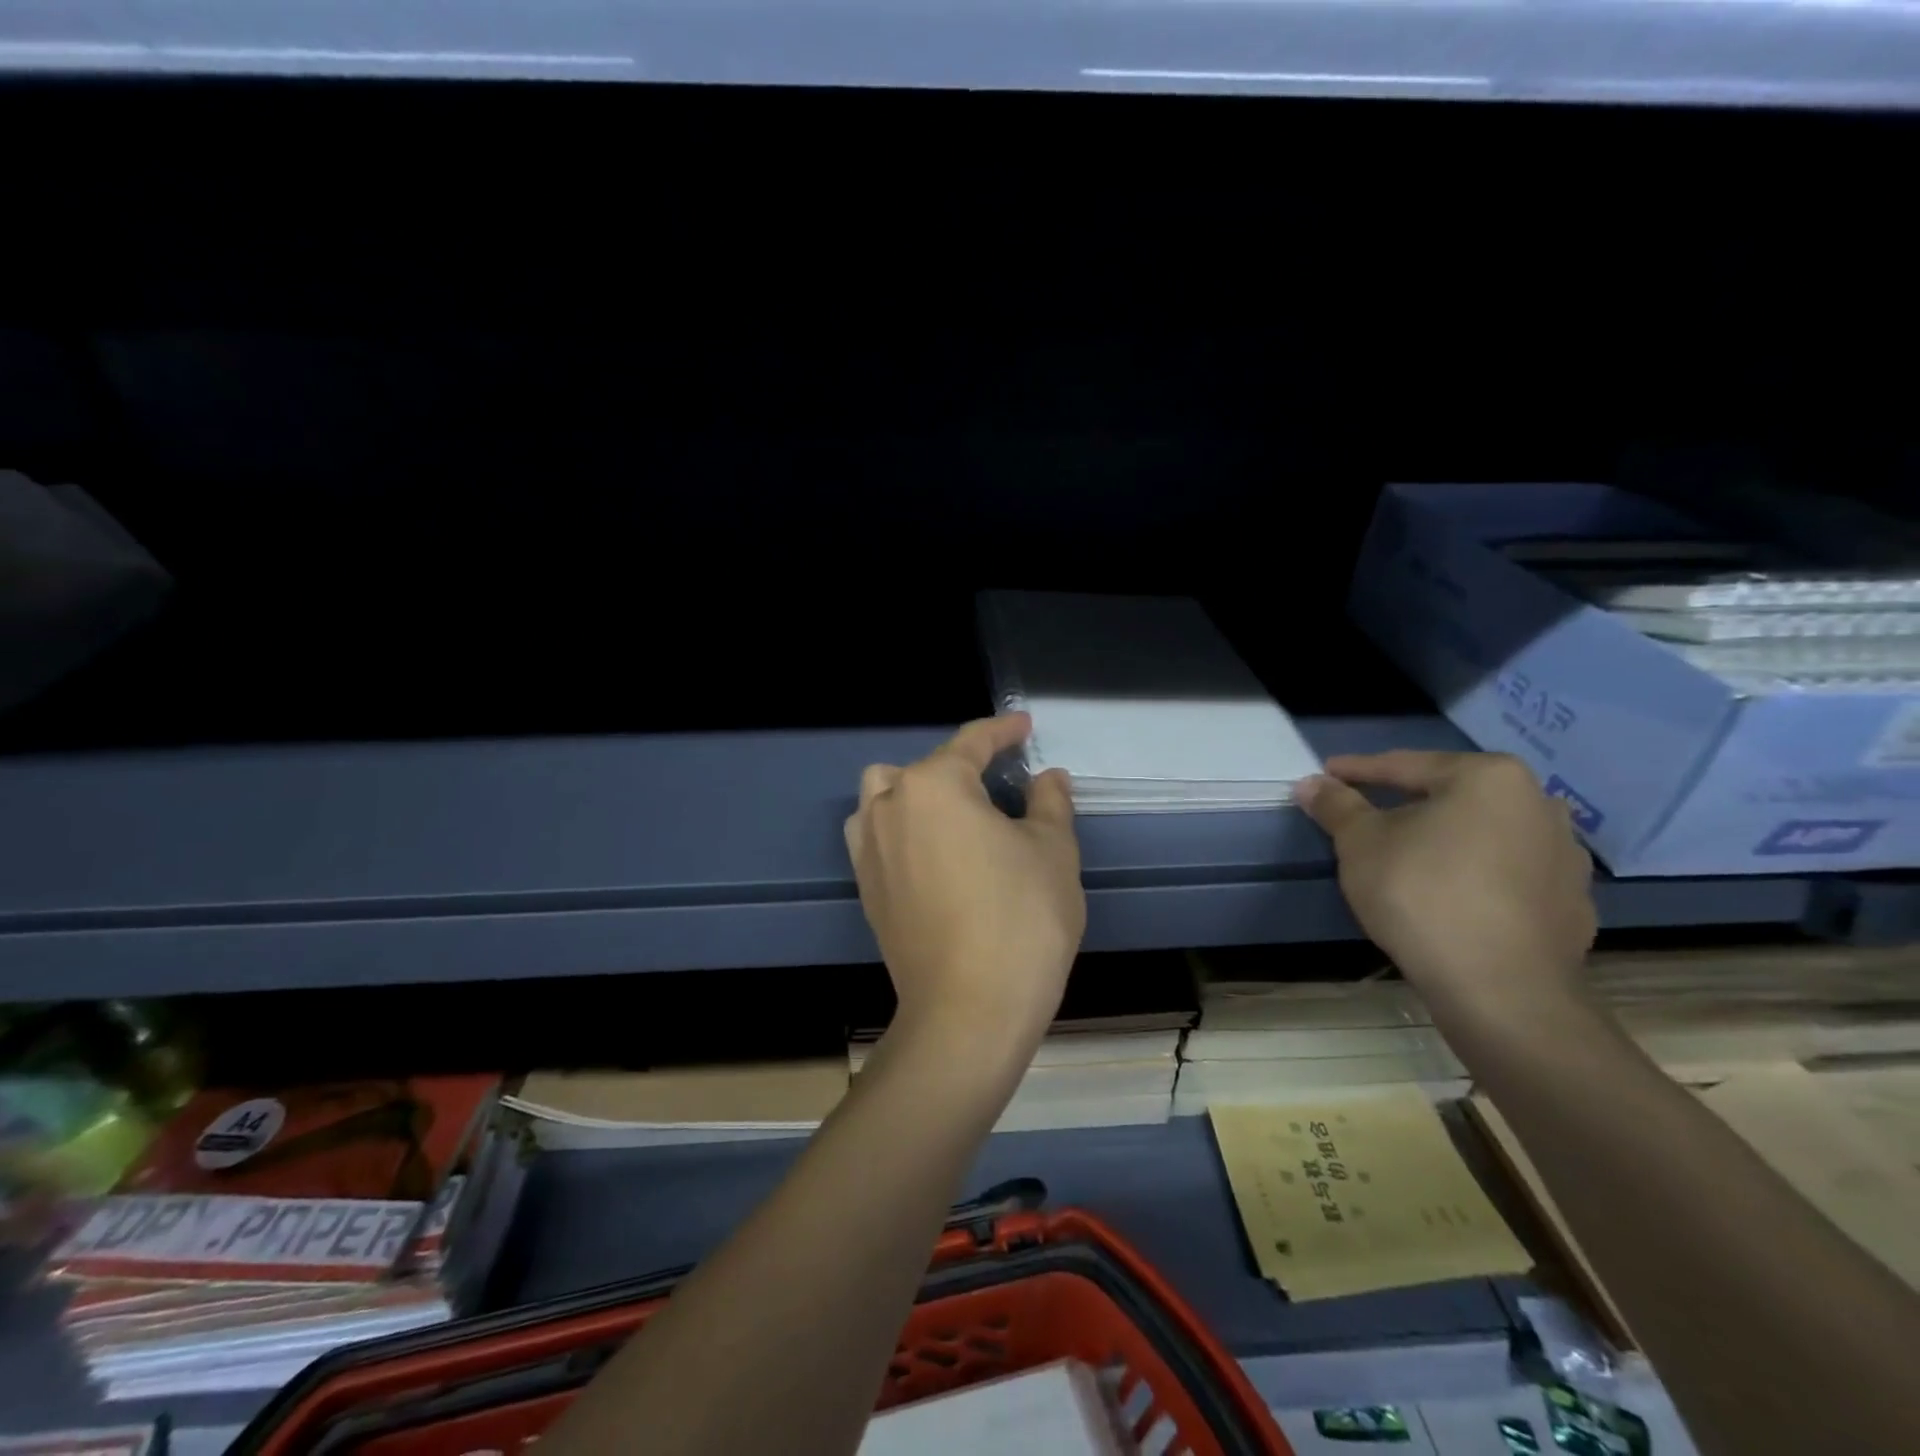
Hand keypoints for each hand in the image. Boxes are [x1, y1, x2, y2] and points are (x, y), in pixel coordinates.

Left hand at [846, 714, 1085, 1059]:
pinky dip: (901, 829)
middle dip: (958, 767)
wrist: (968, 1011)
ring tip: (956, 817)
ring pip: (884, 796)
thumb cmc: (1021, 919)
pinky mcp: (865, 887)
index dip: (1003, 730)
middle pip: (922, 768)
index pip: (972, 742)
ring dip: (917, 793)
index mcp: (934, 786)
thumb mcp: (1052, 851)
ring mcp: (868, 848)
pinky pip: (877, 836)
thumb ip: (1049, 802)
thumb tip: (1046, 777)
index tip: (1024, 726)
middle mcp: (889, 806)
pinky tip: (933, 854)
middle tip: (997, 789)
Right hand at [1297, 751, 1595, 1014]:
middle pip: (1452, 796)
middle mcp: (1539, 804)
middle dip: (1408, 803)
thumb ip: (1337, 806)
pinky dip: (1476, 875)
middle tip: (1367, 814)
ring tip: (1410, 855)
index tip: (1327, 774)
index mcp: (1489, 778)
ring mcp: (1565, 856)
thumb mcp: (1360, 844)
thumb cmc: (1422, 894)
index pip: (1407, 765)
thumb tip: (1310, 784)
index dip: (1359, 771)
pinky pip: (1509, 875)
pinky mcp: (1572, 904)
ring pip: (1485, 834)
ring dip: (1446, 839)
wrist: (1501, 989)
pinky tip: (1452, 894)